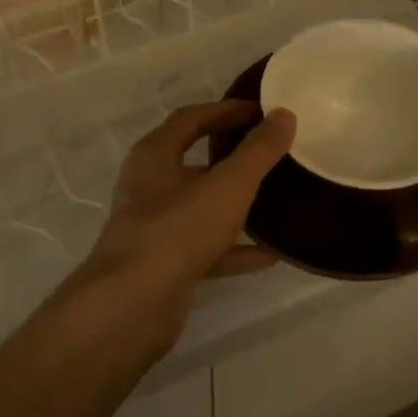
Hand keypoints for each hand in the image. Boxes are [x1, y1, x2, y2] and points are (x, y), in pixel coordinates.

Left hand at [73, 102, 295, 325]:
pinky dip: (234, 250)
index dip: (225, 111)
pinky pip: (204, 250)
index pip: (190, 119)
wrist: (132, 305)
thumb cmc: (177, 231)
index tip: (260, 111)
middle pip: (192, 164)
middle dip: (229, 159)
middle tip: (268, 155)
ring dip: (234, 206)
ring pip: (199, 209)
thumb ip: (258, 152)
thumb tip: (284, 115)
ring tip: (274, 202)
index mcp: (154, 157)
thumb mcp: (227, 186)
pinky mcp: (162, 266)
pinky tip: (269, 255)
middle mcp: (147, 188)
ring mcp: (153, 229)